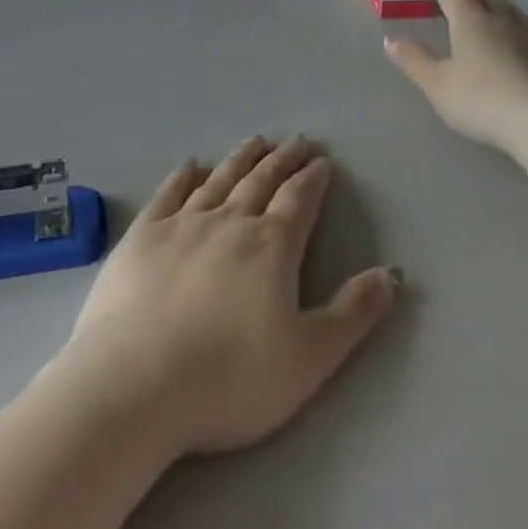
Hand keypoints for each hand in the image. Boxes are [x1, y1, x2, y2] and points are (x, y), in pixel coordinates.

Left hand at [62, 138, 399, 457]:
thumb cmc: (229, 380)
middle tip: (296, 141)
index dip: (313, 179)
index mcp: (271, 246)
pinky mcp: (142, 237)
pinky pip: (168, 195)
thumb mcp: (308, 358)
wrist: (134, 387)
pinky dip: (183, 177)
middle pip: (262, 181)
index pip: (299, 199)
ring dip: (241, 158)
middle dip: (283, 159)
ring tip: (257, 141)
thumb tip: (392, 273)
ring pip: (220, 180)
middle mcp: (230, 222)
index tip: (322, 160)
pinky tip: (191, 165)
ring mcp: (182, 225)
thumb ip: (353, 313)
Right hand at [384, 0, 527, 157]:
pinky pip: (525, 29)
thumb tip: (390, 40)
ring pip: (506, 7)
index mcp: (470, 20)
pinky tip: (515, 34)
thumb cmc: (481, 99)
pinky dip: (512, 23)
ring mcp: (527, 35)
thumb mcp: (437, 84)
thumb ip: (414, 60)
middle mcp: (499, 19)